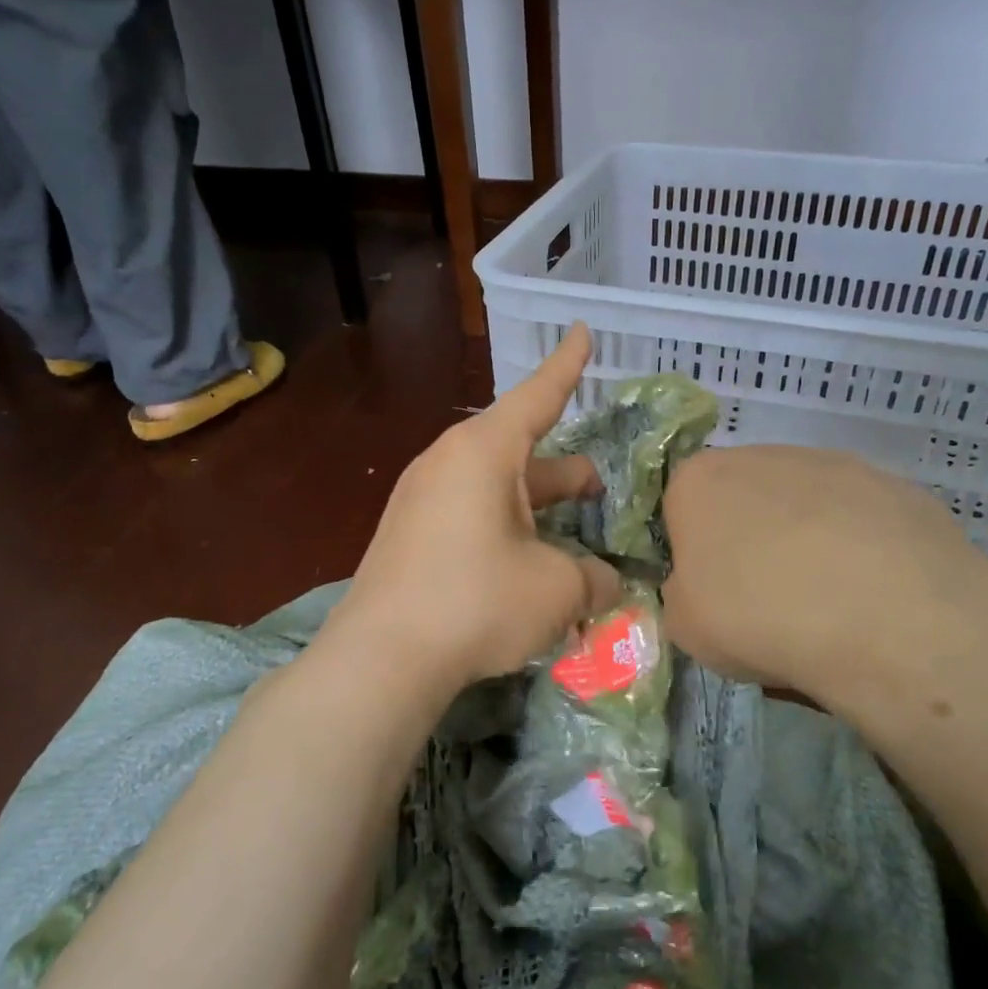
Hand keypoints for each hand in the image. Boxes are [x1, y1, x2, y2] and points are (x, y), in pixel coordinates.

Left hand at [327, 323, 622, 694]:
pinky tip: (524, 569)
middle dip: (565, 473)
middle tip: (601, 490)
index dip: (567, 367)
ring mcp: (421, 500)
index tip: (582, 331)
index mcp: (484, 452)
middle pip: (521, 453)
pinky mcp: (409, 536)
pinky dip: (505, 532)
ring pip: (496, 490)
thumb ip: (594, 579)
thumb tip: (606, 584)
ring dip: (537, 510)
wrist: (381, 657)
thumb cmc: (478, 602)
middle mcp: (449, 463)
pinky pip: (469, 517)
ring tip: (571, 536)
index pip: (537, 396)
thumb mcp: (557, 589)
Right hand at [660, 445, 987, 734]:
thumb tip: (703, 589)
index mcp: (700, 481)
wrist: (884, 618)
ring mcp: (836, 465)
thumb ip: (682, 596)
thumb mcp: (685, 628)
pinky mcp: (896, 486)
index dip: (693, 553)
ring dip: (807, 543)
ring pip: (807, 506)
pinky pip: (862, 521)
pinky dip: (862, 551)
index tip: (712, 593)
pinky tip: (874, 596)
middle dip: (751, 542)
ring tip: (829, 605)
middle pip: (745, 499)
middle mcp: (764, 455)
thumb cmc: (759, 617)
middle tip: (767, 601)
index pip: (680, 508)